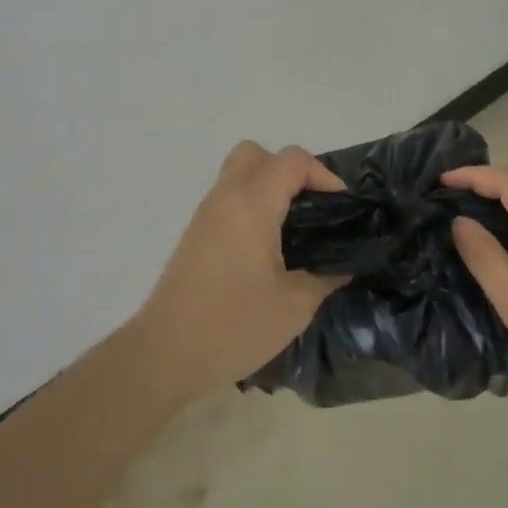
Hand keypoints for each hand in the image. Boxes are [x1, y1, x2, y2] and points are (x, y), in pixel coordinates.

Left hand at [133, 142, 347, 395]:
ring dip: (269, 187)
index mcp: (252, 205)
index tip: (341, 208)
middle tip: (311, 207)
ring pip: (239, 174)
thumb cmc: (233, 326)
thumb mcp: (294, 306)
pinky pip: (228, 198)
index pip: (292, 160)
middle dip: (291, 171)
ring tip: (293, 228)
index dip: (324, 175)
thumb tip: (342, 265)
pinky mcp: (195, 235)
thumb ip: (325, 277)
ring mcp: (205, 215)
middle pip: (258, 154)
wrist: (164, 354)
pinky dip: (252, 205)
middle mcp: (226, 198)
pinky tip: (267, 248)